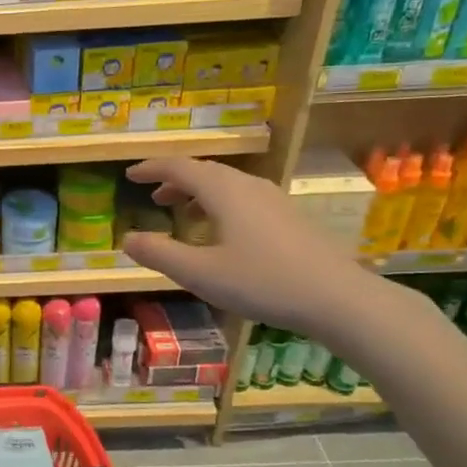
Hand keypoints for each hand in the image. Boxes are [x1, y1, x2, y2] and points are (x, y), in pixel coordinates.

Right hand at [120, 158, 396, 349]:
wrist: (339, 298)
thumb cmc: (262, 282)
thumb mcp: (200, 274)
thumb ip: (159, 254)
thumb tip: (127, 238)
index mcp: (223, 191)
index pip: (179, 167)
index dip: (151, 169)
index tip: (130, 176)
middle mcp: (248, 186)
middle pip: (204, 172)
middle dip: (174, 181)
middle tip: (153, 197)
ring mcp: (274, 200)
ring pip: (227, 184)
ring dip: (198, 193)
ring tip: (182, 212)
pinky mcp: (290, 218)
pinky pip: (244, 198)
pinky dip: (220, 204)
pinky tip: (222, 232)